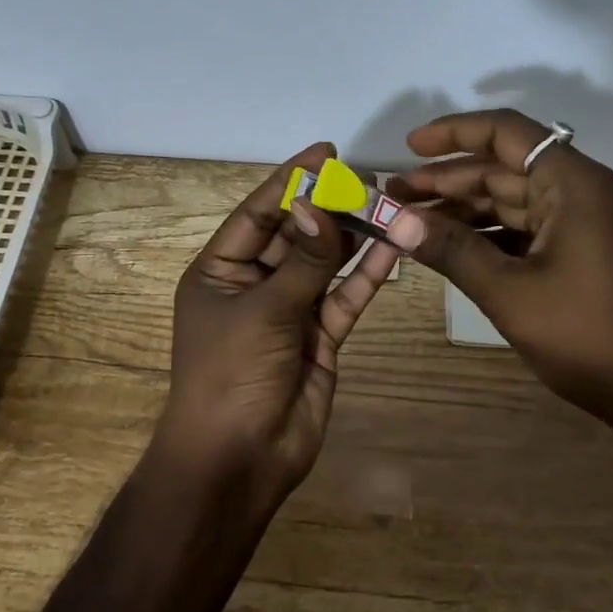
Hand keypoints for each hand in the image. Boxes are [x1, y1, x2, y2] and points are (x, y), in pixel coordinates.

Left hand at [156, 143, 399, 496]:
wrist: (239, 459)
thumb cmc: (231, 373)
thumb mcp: (264, 309)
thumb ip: (303, 259)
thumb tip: (321, 203)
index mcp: (219, 270)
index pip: (258, 213)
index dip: (291, 181)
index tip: (327, 152)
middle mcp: (253, 284)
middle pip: (296, 235)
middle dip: (329, 208)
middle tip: (369, 180)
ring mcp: (289, 311)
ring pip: (325, 264)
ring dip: (353, 238)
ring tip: (388, 204)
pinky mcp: (320, 337)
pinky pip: (345, 297)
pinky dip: (367, 275)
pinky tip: (393, 248)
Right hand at [389, 110, 612, 459]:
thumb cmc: (589, 335)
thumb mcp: (511, 292)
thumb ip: (453, 250)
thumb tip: (398, 222)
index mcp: (574, 184)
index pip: (507, 133)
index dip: (454, 134)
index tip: (409, 148)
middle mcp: (582, 192)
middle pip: (505, 168)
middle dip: (447, 180)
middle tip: (395, 197)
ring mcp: (585, 224)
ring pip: (513, 201)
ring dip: (464, 209)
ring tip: (413, 222)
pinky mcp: (584, 253)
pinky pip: (527, 229)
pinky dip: (488, 234)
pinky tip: (451, 247)